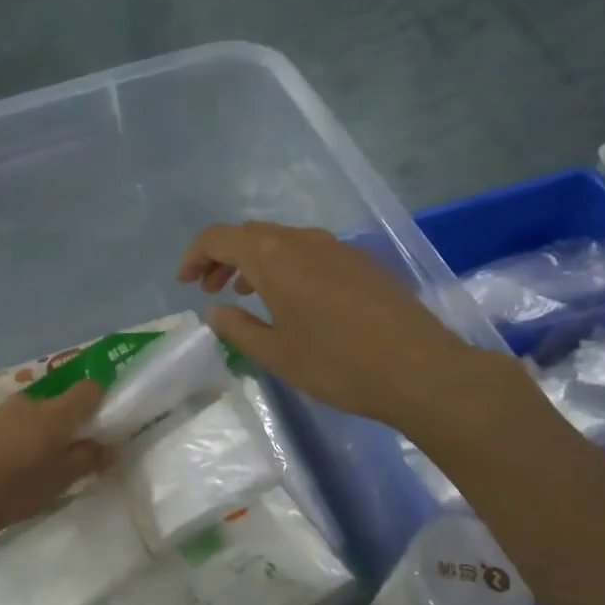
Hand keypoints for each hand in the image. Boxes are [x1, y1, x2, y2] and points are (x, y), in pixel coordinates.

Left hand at [0, 380, 110, 546]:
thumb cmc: (19, 488)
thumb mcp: (63, 480)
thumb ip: (89, 458)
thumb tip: (108, 446)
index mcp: (56, 413)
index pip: (88, 389)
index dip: (97, 400)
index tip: (97, 422)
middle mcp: (28, 402)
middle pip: (54, 404)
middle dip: (60, 423)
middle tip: (59, 453)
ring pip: (25, 414)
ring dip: (30, 430)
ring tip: (24, 461)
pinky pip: (0, 425)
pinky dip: (5, 438)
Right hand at [177, 222, 512, 428]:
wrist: (419, 370)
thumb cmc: (336, 364)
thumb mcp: (275, 352)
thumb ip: (238, 327)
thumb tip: (216, 309)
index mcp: (274, 256)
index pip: (219, 238)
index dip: (195, 256)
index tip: (184, 282)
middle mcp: (304, 240)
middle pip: (251, 235)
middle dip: (223, 258)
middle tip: (209, 290)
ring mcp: (338, 248)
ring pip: (282, 242)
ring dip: (255, 262)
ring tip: (245, 294)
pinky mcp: (362, 263)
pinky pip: (310, 253)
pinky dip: (286, 267)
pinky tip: (292, 300)